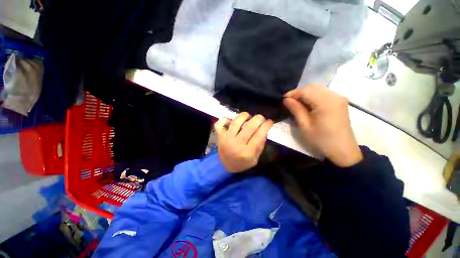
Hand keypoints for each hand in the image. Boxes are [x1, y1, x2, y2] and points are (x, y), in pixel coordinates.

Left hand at [214, 112, 272, 172]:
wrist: (226, 167)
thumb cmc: (242, 163)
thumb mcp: (255, 158)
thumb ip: (260, 145)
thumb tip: (264, 129)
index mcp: (247, 152)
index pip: (259, 135)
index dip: (266, 126)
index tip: (270, 121)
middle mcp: (236, 144)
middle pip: (249, 126)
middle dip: (258, 118)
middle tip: (261, 117)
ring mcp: (226, 139)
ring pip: (236, 121)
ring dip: (244, 115)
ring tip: (248, 116)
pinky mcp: (219, 136)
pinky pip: (219, 124)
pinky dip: (224, 119)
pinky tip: (230, 120)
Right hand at [283, 84, 362, 166]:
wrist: (342, 149)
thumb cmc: (321, 139)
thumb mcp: (304, 125)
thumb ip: (295, 109)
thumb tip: (286, 99)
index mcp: (325, 102)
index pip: (305, 90)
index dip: (292, 93)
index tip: (283, 100)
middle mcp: (334, 96)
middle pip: (312, 87)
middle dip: (299, 92)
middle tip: (289, 102)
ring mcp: (339, 98)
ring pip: (318, 89)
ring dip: (306, 94)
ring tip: (297, 103)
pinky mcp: (340, 102)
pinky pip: (324, 93)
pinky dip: (313, 96)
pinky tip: (308, 105)